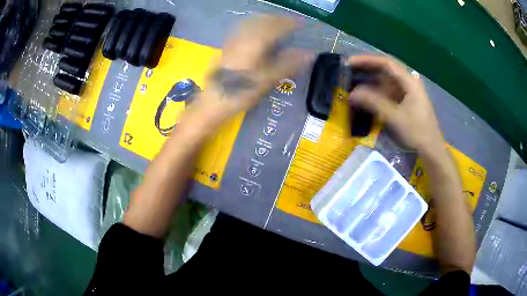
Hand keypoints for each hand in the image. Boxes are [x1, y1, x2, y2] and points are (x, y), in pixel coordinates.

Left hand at [190, 15, 309, 123]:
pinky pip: (244, 28)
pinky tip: (259, 33)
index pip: (276, 25)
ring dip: (267, 20)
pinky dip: (256, 26)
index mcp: (255, 42)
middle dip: (279, 19)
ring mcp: (233, 39)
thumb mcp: (268, 80)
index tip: (302, 23)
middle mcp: (244, 36)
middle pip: (264, 20)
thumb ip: (289, 64)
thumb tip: (310, 54)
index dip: (290, 23)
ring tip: (278, 26)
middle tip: (291, 24)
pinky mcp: (227, 45)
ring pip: (252, 22)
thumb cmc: (242, 92)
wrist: (214, 101)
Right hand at [348, 55, 443, 155]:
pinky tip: (367, 97)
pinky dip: (377, 93)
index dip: (367, 60)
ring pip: (387, 82)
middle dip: (367, 70)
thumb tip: (352, 94)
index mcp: (409, 82)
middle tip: (349, 71)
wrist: (431, 150)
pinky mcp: (407, 103)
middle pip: (386, 71)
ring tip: (354, 83)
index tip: (350, 62)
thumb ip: (373, 103)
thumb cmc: (416, 132)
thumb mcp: (394, 117)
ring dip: (371, 82)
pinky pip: (389, 93)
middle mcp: (409, 83)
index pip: (386, 63)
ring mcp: (408, 93)